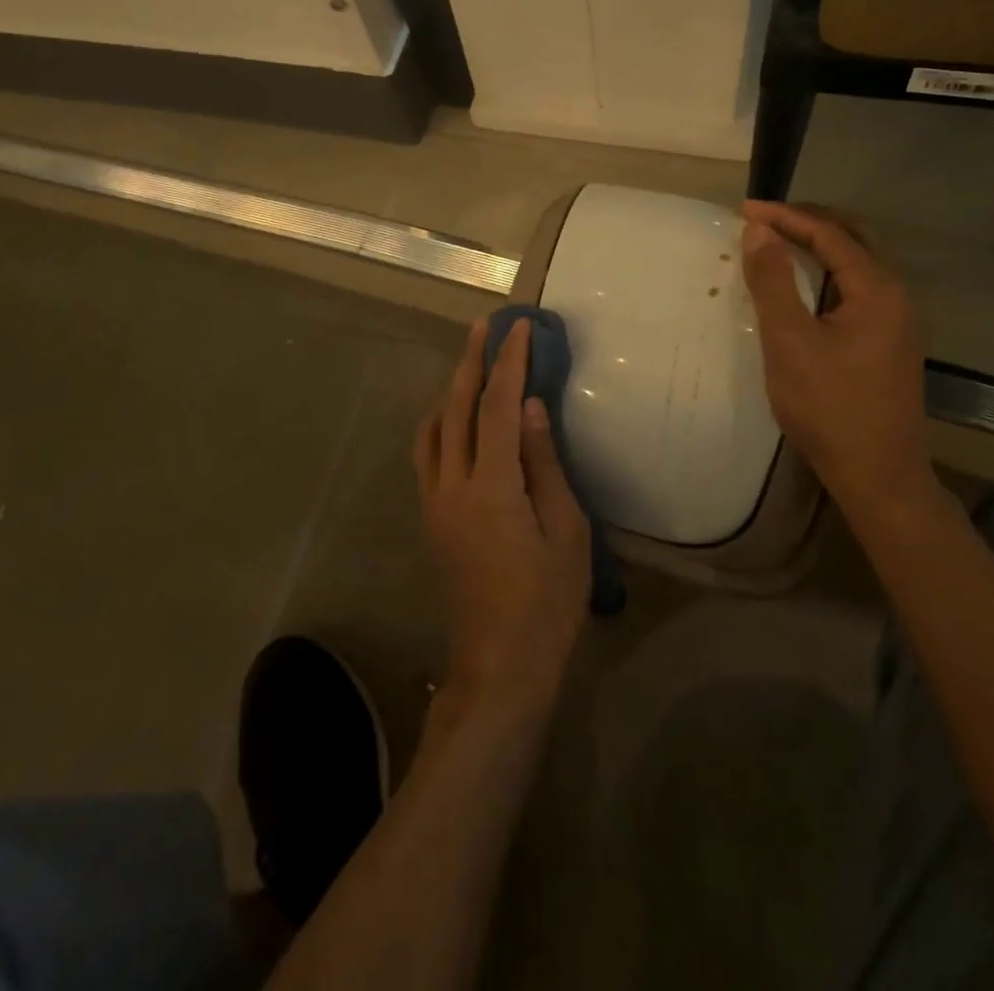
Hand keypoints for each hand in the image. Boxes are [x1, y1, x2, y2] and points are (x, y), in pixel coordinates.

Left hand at [413, 319, 591, 720]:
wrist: (500, 665)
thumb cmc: (547, 603)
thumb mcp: (565, 531)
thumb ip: (545, 464)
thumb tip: (532, 407)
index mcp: (491, 486)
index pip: (499, 406)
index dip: (510, 363)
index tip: (520, 328)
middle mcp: (452, 485)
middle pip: (455, 408)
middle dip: (471, 362)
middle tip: (486, 327)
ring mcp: (434, 503)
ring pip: (433, 430)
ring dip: (450, 391)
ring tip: (470, 365)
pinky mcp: (431, 520)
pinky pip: (428, 456)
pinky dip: (441, 424)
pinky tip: (456, 421)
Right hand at [740, 201, 938, 514]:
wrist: (877, 474)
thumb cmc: (828, 406)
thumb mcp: (789, 341)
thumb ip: (773, 282)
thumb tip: (759, 230)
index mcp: (877, 289)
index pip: (830, 233)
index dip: (786, 216)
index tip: (744, 209)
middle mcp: (896, 295)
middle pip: (855, 237)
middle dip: (809, 220)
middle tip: (765, 218)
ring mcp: (897, 320)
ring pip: (859, 262)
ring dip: (821, 244)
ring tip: (780, 242)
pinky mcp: (889, 341)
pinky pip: (858, 287)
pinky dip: (828, 272)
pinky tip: (805, 286)